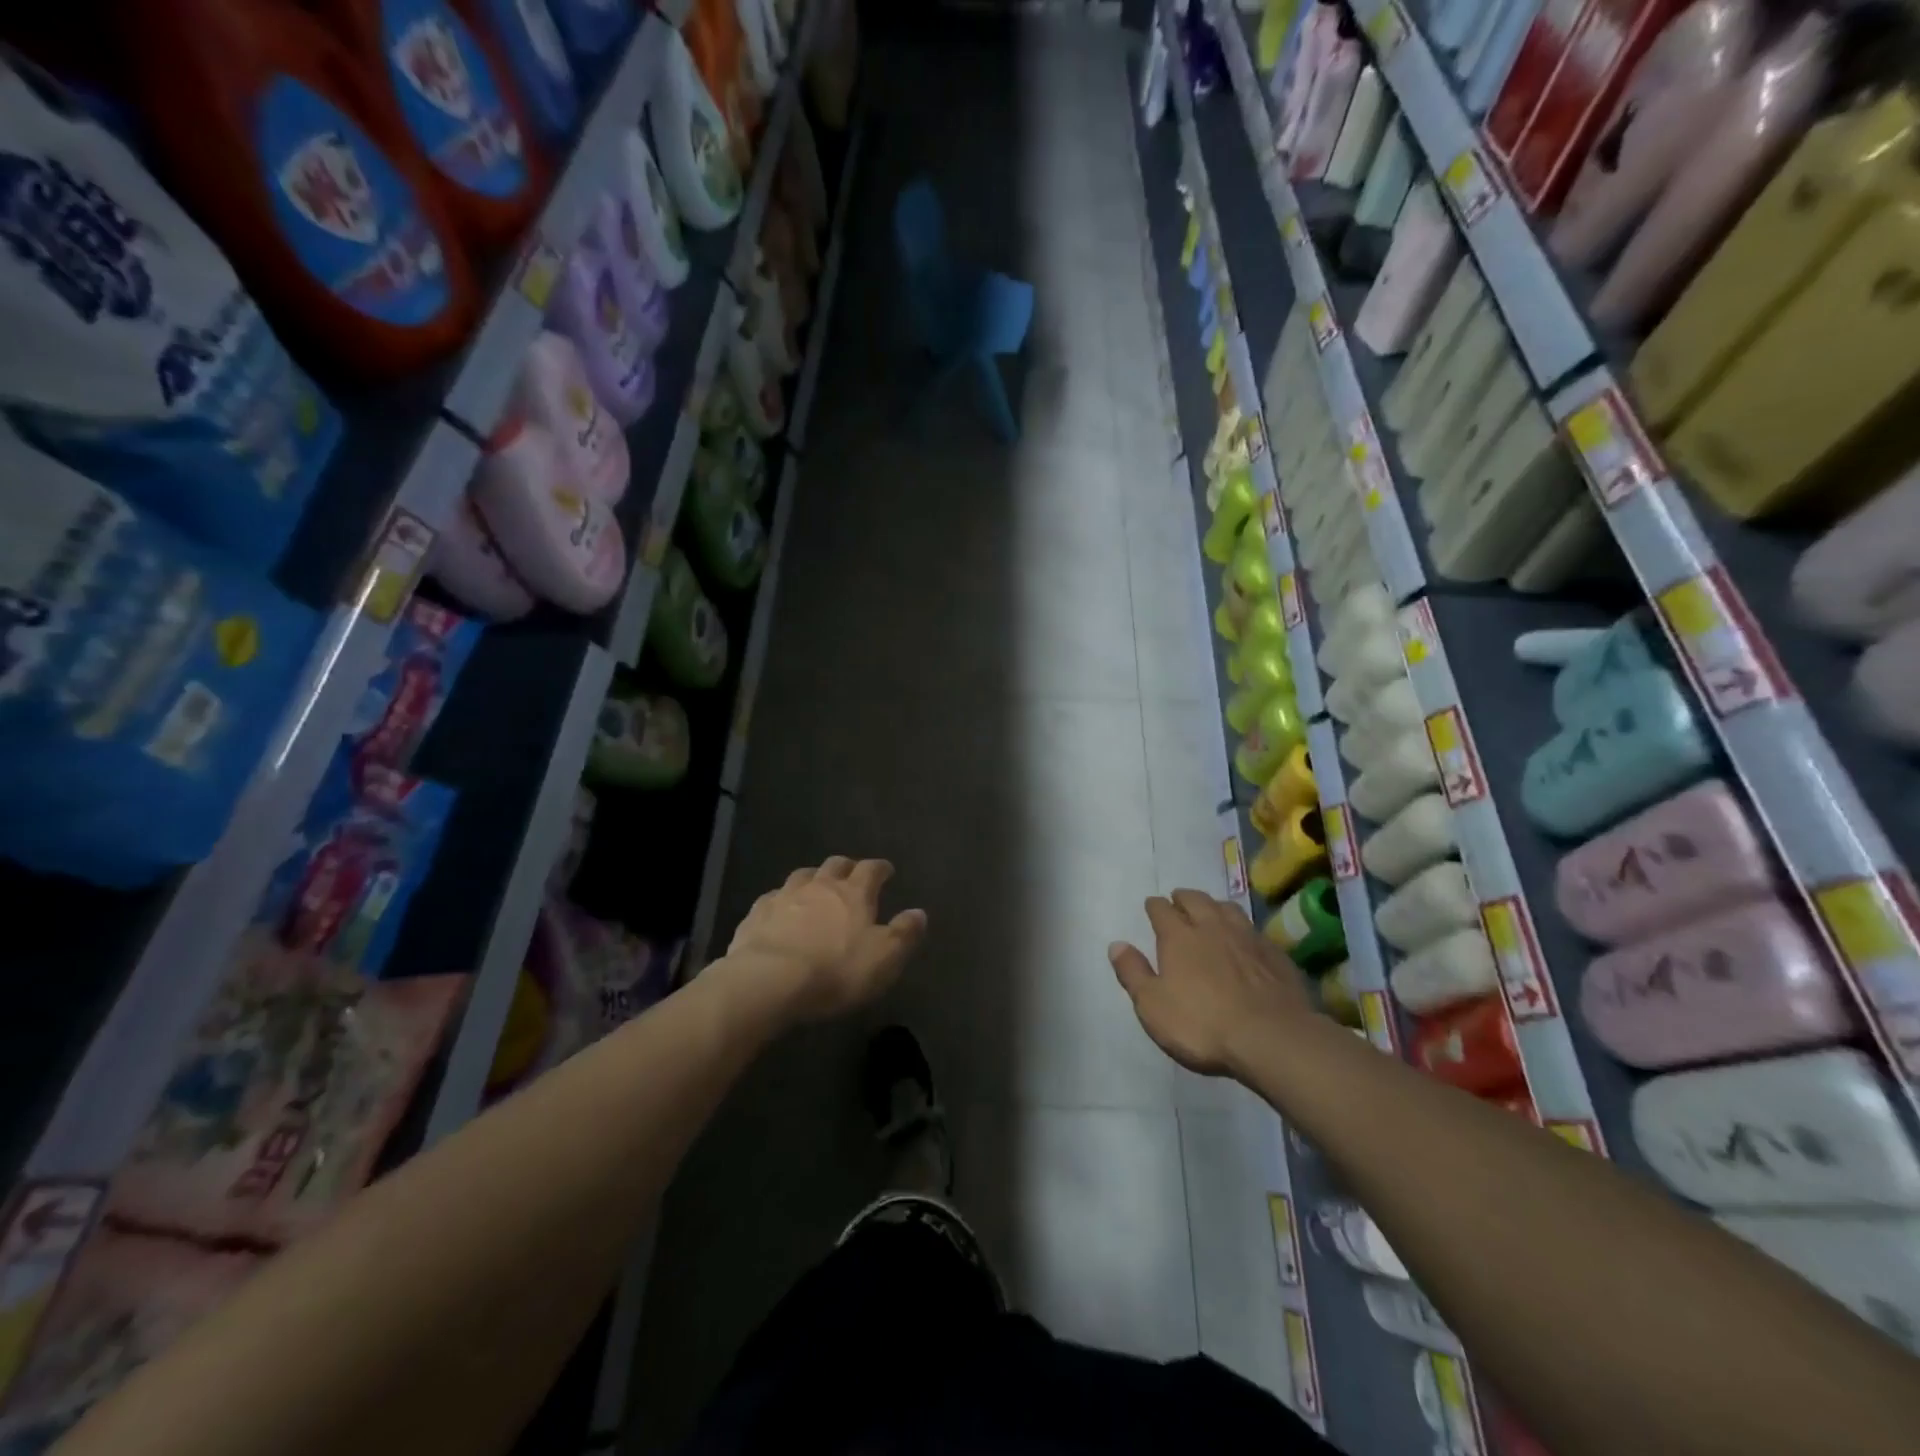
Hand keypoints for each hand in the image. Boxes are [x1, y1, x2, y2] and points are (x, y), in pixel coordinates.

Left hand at [722, 857, 927, 1028]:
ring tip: (817, 887)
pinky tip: (781, 910)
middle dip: (847, 867)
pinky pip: (773, 897)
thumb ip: (904, 934)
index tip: (887, 870)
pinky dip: (783, 900)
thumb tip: (919, 913)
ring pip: (802, 875)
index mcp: (854, 893)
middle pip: (835, 864)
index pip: (871, 869)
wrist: (767, 981)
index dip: (881, 868)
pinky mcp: (757, 913)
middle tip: (852, 875)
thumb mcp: (884, 959)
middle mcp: (820, 885)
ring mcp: (785, 896)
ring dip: (813, 878)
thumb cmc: (835, 971)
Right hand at [1109, 889, 1313, 1078]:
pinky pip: (1254, 931)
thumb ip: (1133, 972)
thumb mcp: (1153, 1006)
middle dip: (1184, 898)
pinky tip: (1245, 941)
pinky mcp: (1275, 954)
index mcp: (1178, 936)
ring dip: (1215, 906)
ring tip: (1211, 912)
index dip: (1155, 906)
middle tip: (1178, 901)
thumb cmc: (1202, 1024)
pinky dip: (1244, 930)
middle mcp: (1212, 927)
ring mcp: (1247, 937)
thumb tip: (1116, 944)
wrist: (1272, 1038)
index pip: (1161, 909)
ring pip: (1227, 908)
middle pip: (1196, 900)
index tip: (1152, 906)